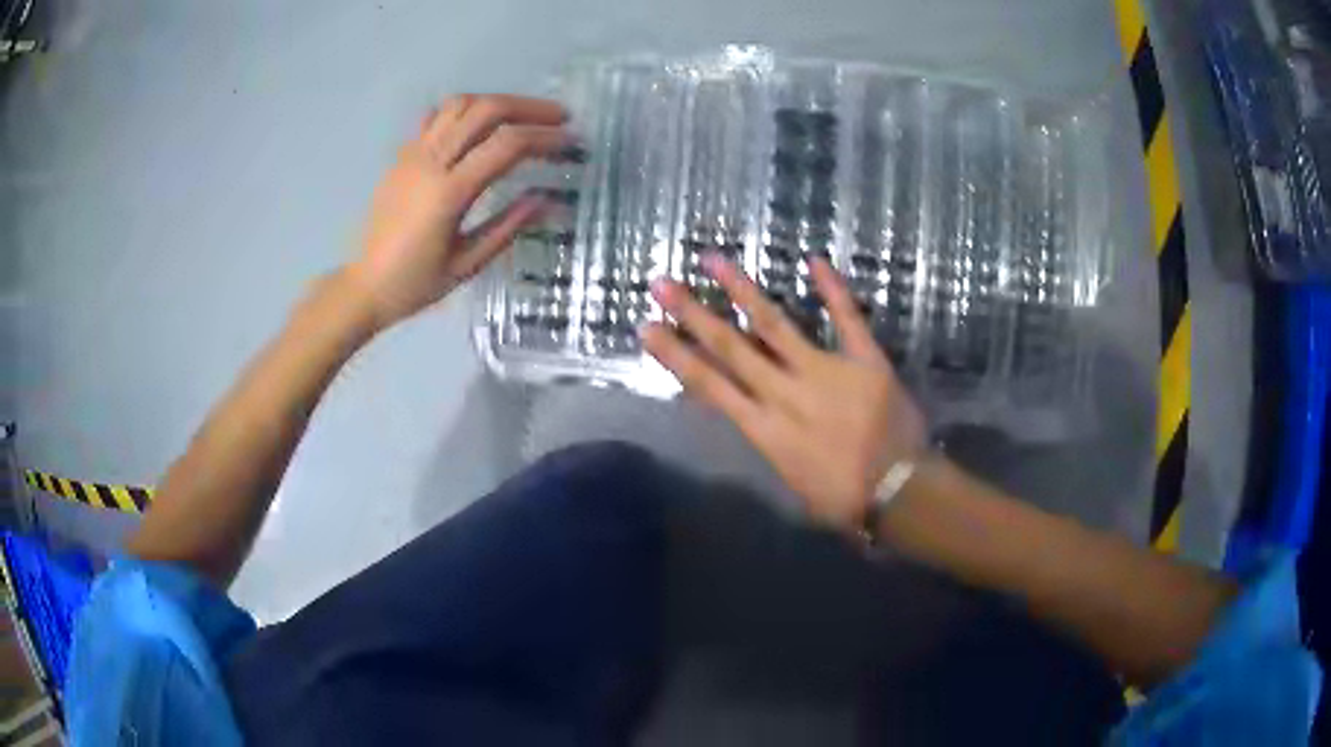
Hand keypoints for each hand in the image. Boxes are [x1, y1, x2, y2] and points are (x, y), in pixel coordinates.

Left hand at [349, 94, 573, 328]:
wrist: (365, 285)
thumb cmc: (416, 283)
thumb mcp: (468, 265)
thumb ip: (507, 227)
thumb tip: (547, 199)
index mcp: (448, 193)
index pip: (506, 145)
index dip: (544, 137)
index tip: (570, 141)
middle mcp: (429, 163)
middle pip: (486, 110)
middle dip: (529, 108)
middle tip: (559, 117)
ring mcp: (412, 154)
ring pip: (460, 104)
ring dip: (498, 102)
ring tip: (523, 117)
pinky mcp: (402, 156)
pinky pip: (436, 117)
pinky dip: (465, 111)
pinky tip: (480, 125)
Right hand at [641, 254, 926, 528]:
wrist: (898, 493)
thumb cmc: (842, 497)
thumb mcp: (788, 477)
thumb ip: (767, 436)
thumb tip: (746, 410)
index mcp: (764, 427)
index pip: (709, 384)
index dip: (675, 354)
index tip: (646, 327)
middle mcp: (785, 392)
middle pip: (730, 346)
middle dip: (692, 313)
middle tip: (662, 282)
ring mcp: (825, 370)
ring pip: (775, 324)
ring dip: (742, 290)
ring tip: (714, 260)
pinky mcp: (864, 360)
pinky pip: (846, 318)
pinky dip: (832, 289)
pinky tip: (814, 260)